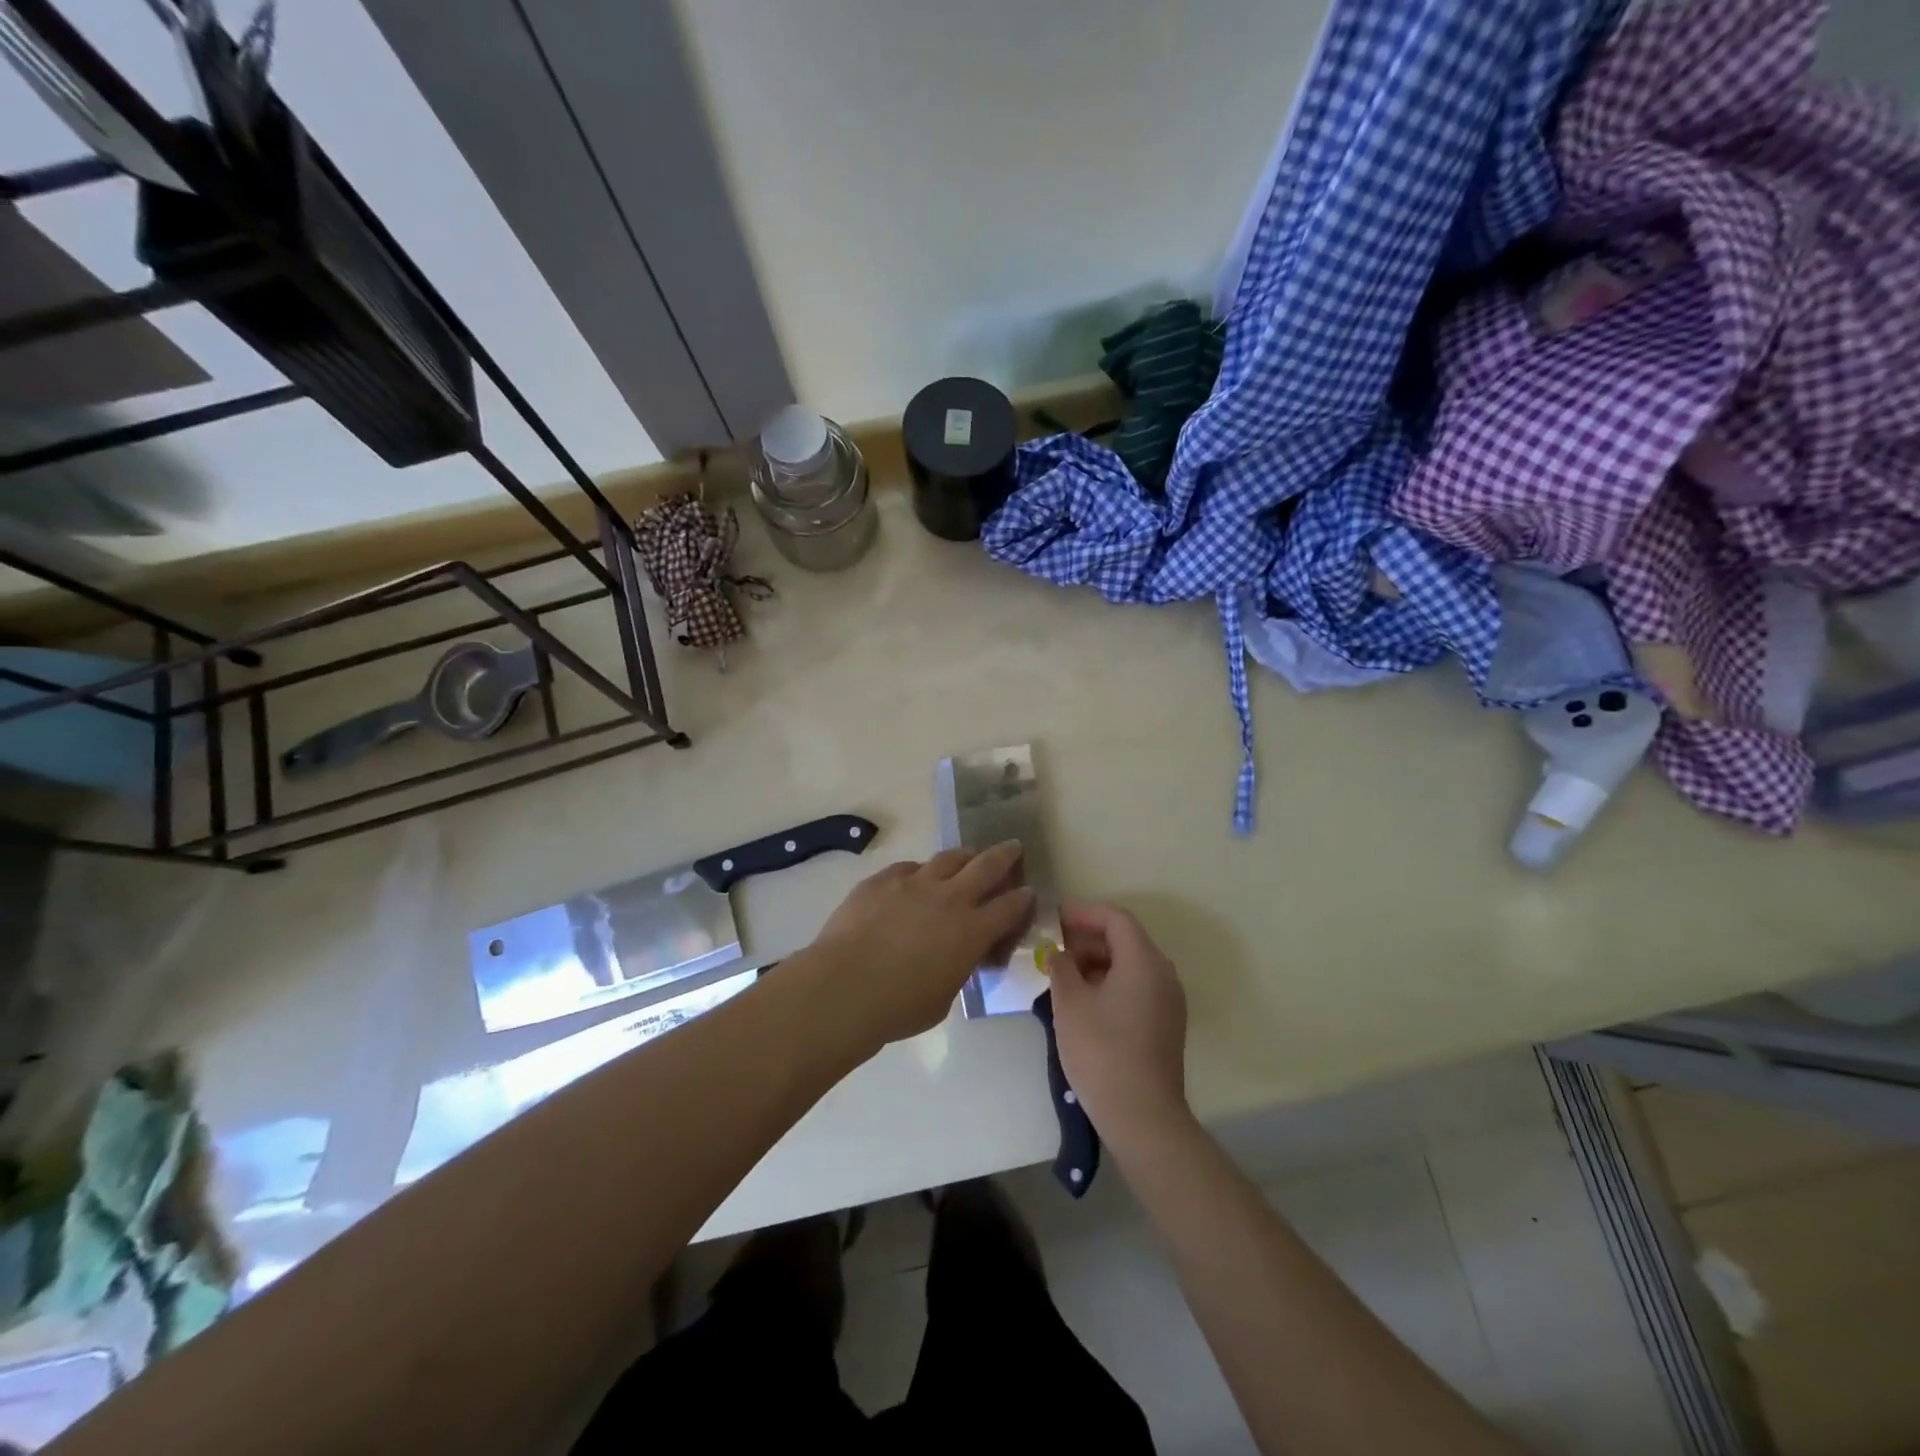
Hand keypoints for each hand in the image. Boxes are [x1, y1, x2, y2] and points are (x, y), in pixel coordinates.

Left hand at [807, 843, 1035, 1046]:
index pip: (1010, 907)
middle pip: (986, 866)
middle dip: (1005, 855)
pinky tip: (916, 878)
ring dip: (965, 855)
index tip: (1029, 892)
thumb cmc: (898, 1007)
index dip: (1023, 898)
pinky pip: (908, 868)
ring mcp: (914, 883)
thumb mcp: (944, 997)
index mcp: (971, 931)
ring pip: (948, 858)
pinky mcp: (882, 880)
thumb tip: (958, 957)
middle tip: (1014, 847)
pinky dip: (920, 872)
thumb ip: (958, 969)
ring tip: (969, 855)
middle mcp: (949, 898)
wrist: (843, 987)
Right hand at [1049, 901, 1189, 1144]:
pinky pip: (1137, 986)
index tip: (1054, 919)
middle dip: (1088, 938)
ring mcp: (1168, 1000)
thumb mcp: (1070, 1004)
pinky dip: (1111, 981)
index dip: (1083, 913)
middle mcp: (1163, 973)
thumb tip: (1058, 953)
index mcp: (1144, 961)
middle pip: (1126, 939)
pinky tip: (1084, 999)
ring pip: (1131, 964)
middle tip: (1054, 947)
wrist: (1142, 1116)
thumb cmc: (1101, 1051)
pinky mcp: (1166, 1023)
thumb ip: (1061, 967)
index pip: (1115, 919)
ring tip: (1063, 974)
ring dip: (1098, 961)